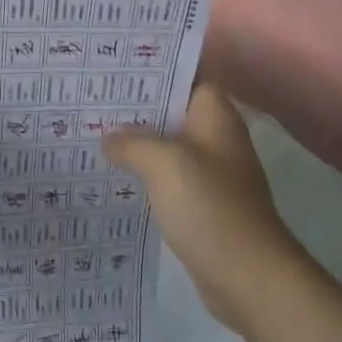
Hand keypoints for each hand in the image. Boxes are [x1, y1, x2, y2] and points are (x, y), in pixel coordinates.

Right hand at [101, 84, 306, 334]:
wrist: (248, 277)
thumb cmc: (210, 207)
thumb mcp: (164, 163)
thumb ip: (132, 142)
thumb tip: (108, 137)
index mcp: (215, 117)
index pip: (188, 75)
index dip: (156, 66)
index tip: (118, 64)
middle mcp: (215, 138)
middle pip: (173, 109)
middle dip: (137, 104)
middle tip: (93, 95)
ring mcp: (210, 172)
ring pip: (167, 144)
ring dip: (137, 139)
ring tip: (93, 128)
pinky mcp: (201, 203)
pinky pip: (167, 176)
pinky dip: (143, 172)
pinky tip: (112, 172)